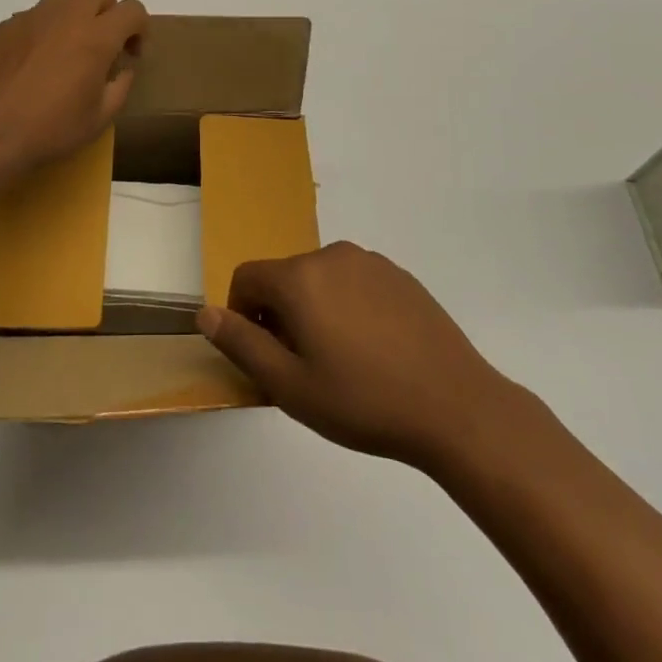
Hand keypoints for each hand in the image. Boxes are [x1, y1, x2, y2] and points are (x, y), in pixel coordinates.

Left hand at [0, 0, 146, 183]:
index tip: (131, 54)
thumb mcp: (99, 119)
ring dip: (76, 13)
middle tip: (102, 42)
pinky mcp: (4, 26)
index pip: (132, 9)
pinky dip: (44, 30)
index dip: (140, 28)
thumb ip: (120, 86)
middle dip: (109, 8)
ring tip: (67, 48)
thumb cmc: (49, 130)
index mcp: (96, 37)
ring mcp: (31, 17)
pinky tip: (33, 63)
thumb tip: (122, 68)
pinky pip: (34, 15)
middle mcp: (65, 16)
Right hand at [198, 242, 530, 470]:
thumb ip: (242, 344)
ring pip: (320, 280)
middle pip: (284, 278)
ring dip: (316, 311)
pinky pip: (355, 282)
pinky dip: (349, 307)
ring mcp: (370, 262)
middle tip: (305, 368)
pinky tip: (375, 351)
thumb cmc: (364, 401)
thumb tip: (206, 313)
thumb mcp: (290, 386)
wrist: (456, 406)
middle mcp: (331, 255)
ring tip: (342, 362)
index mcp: (300, 277)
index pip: (246, 277)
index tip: (266, 356)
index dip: (243, 315)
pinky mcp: (400, 275)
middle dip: (281, 316)